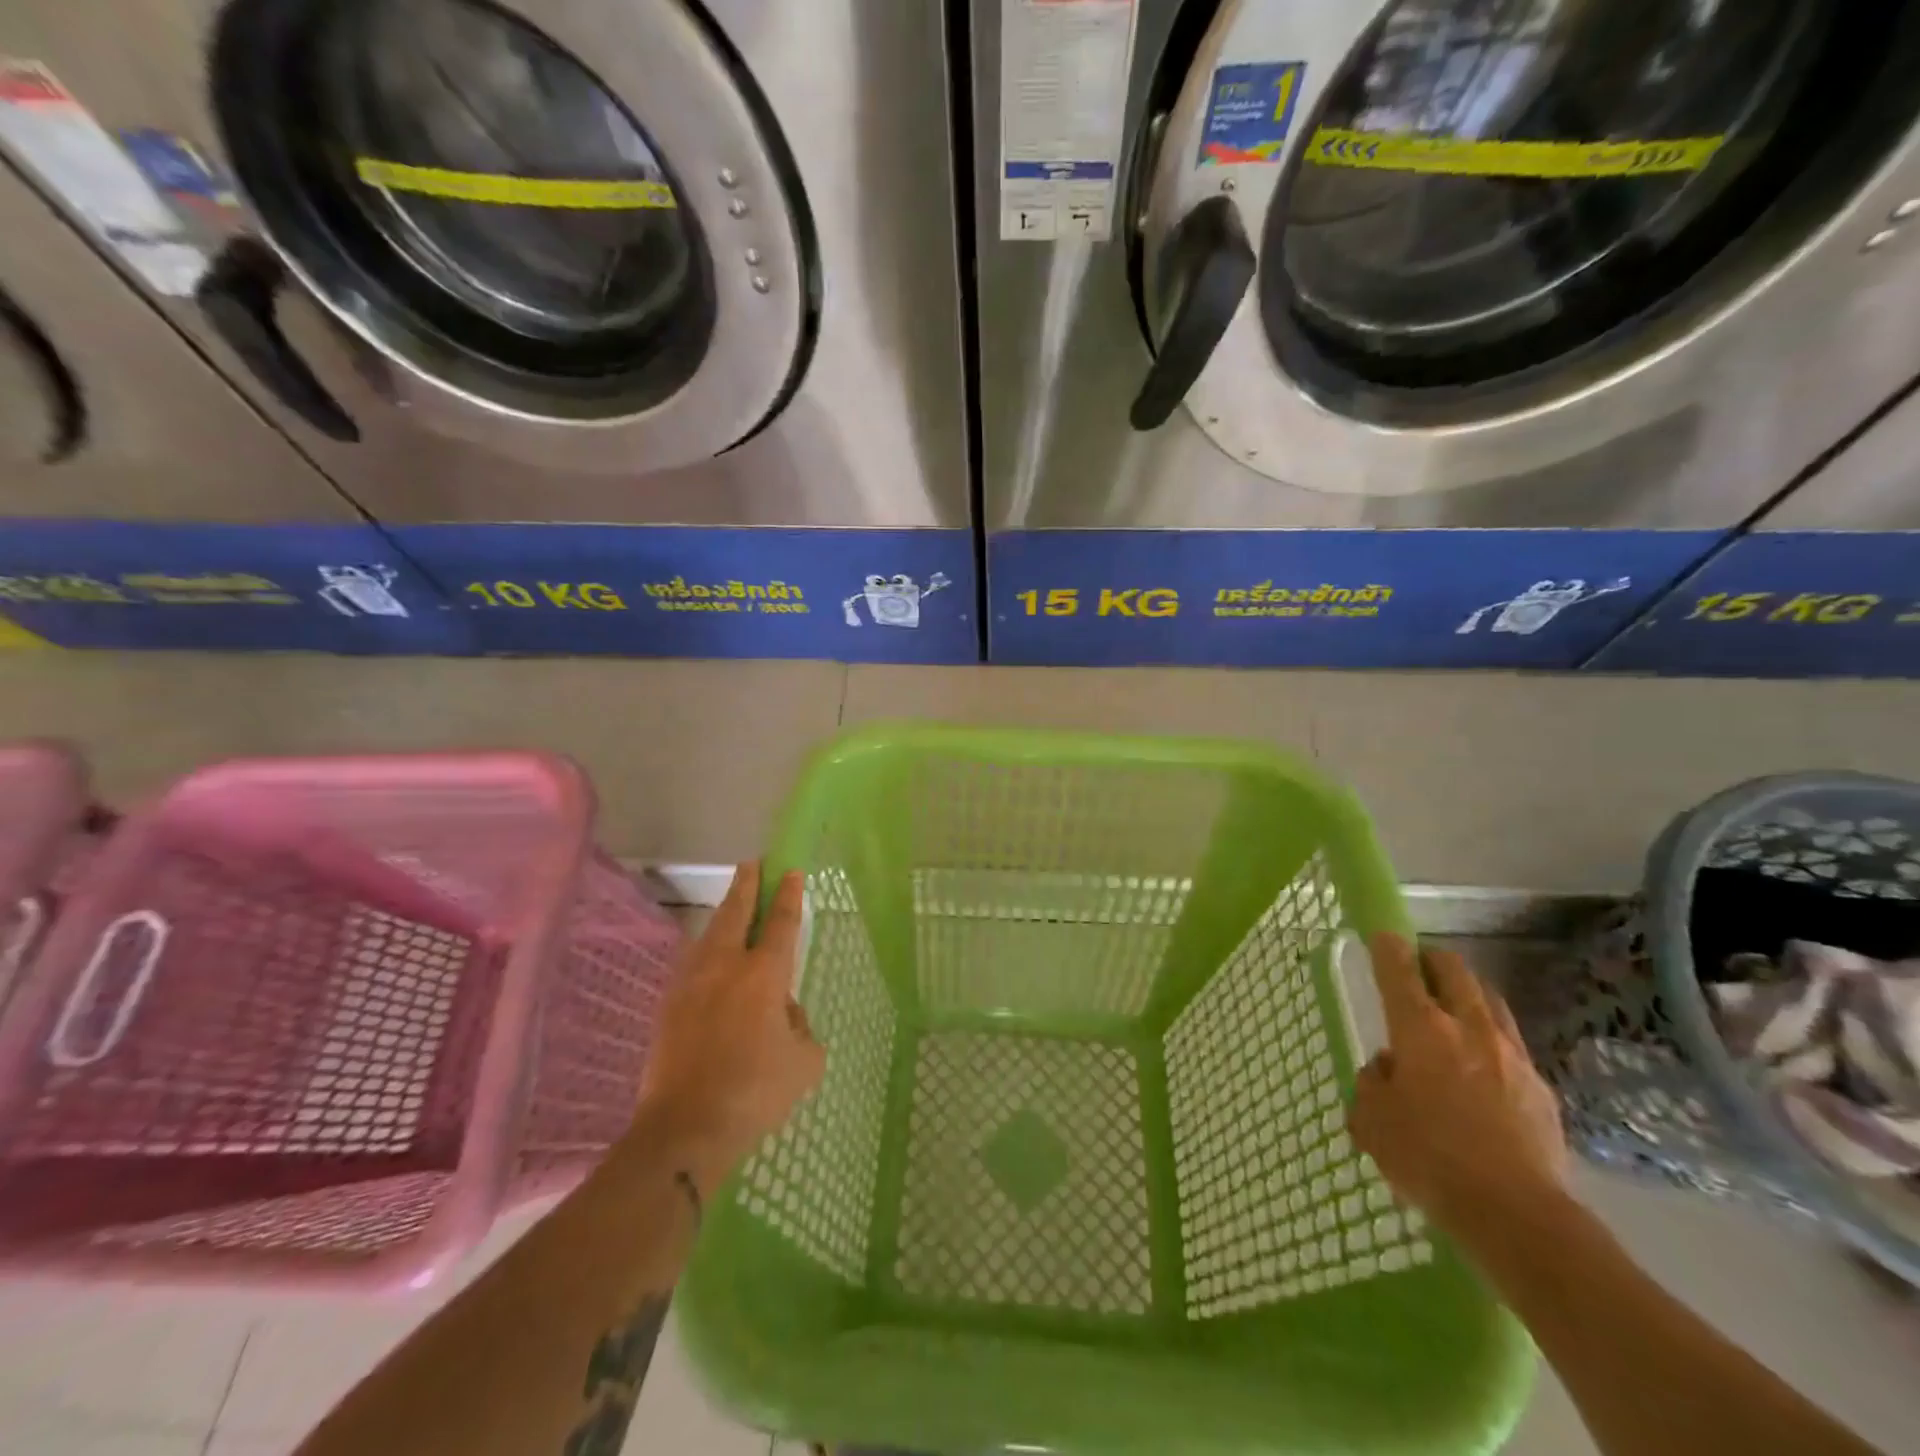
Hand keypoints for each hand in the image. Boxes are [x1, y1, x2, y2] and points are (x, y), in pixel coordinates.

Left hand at [636, 862, 824, 1190]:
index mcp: (764, 975)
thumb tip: (783, 1013)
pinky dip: (705, 952)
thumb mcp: (804, 1062)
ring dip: (722, 916)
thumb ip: (800, 1028)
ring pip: (708, 936)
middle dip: (746, 885)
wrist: (684, 1129)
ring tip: (731, 908)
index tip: (790, 871)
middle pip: (735, 913)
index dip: (788, 895)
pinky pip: (691, 965)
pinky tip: (707, 960)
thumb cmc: (754, 1092)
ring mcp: (691, 985)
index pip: (780, 923)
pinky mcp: (668, 1007)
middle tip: (752, 865)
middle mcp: (725, 968)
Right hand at [1347, 934, 1569, 1249]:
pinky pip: (1511, 1046)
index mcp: (1420, 1028)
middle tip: (1418, 965)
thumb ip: (1372, 1084)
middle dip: (1433, 959)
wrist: (1518, 1216)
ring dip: (1468, 994)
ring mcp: (1511, 1056)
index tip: (1382, 937)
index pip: (1399, 969)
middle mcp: (1467, 1028)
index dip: (1387, 947)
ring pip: (1490, 1001)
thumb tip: (1388, 1071)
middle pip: (1454, 971)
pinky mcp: (1540, 1090)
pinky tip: (1482, 1068)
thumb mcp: (1371, 1120)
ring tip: (1454, 1007)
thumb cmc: (1428, 1158)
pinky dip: (1491, 1041)